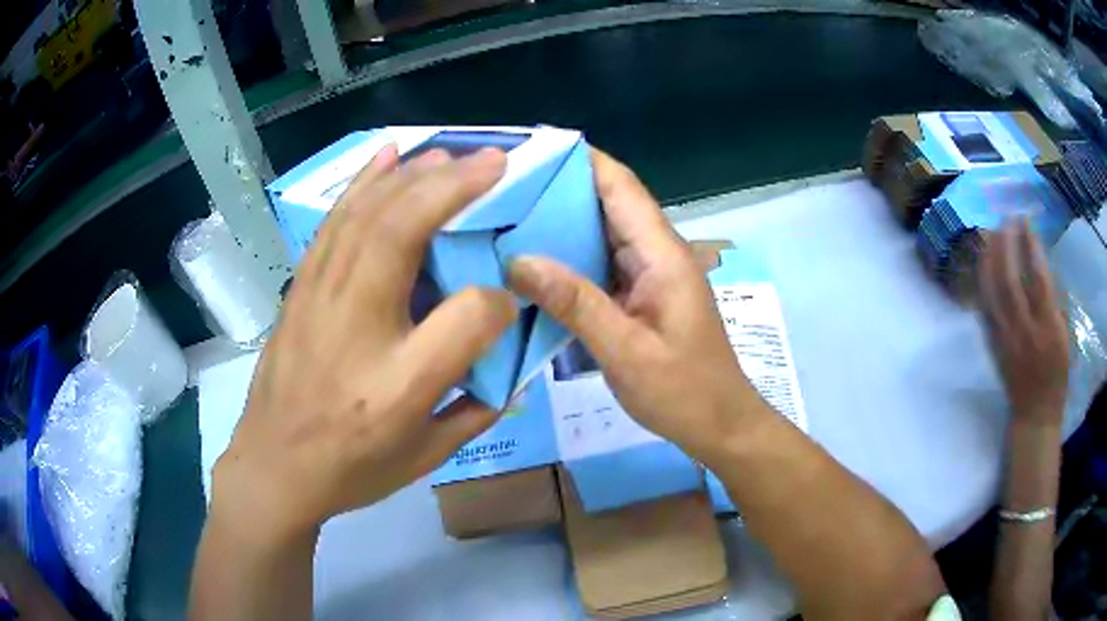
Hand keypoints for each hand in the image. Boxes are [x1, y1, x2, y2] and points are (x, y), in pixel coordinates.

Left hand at [213, 146, 515, 541]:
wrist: (274, 468)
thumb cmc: (352, 468)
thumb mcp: (426, 456)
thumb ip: (478, 407)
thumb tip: (508, 357)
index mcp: (398, 385)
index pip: (466, 317)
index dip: (498, 300)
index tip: (508, 300)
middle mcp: (357, 327)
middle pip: (405, 232)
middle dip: (458, 187)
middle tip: (498, 160)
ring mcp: (319, 298)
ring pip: (367, 214)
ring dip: (416, 175)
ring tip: (455, 155)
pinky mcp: (301, 287)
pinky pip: (335, 222)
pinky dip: (364, 182)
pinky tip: (388, 156)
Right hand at [508, 150, 759, 460]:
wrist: (719, 424)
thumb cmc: (683, 391)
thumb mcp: (627, 351)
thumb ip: (576, 303)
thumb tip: (518, 260)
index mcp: (662, 254)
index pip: (620, 186)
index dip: (579, 160)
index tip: (527, 152)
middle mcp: (656, 253)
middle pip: (606, 203)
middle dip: (556, 190)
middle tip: (498, 189)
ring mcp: (648, 274)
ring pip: (600, 233)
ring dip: (558, 224)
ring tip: (502, 219)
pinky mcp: (639, 295)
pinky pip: (599, 264)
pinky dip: (567, 258)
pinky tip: (531, 266)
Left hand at [978, 220, 1068, 427]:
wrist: (1035, 414)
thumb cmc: (1057, 375)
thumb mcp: (1066, 337)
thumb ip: (1055, 301)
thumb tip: (1041, 263)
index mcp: (1048, 328)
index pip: (1038, 277)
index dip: (1030, 245)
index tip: (1026, 221)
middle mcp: (1024, 330)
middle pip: (1010, 279)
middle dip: (1006, 243)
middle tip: (1007, 219)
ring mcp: (1005, 338)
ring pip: (992, 290)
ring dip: (990, 257)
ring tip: (992, 232)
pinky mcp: (992, 345)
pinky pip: (984, 307)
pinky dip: (983, 281)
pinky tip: (983, 262)